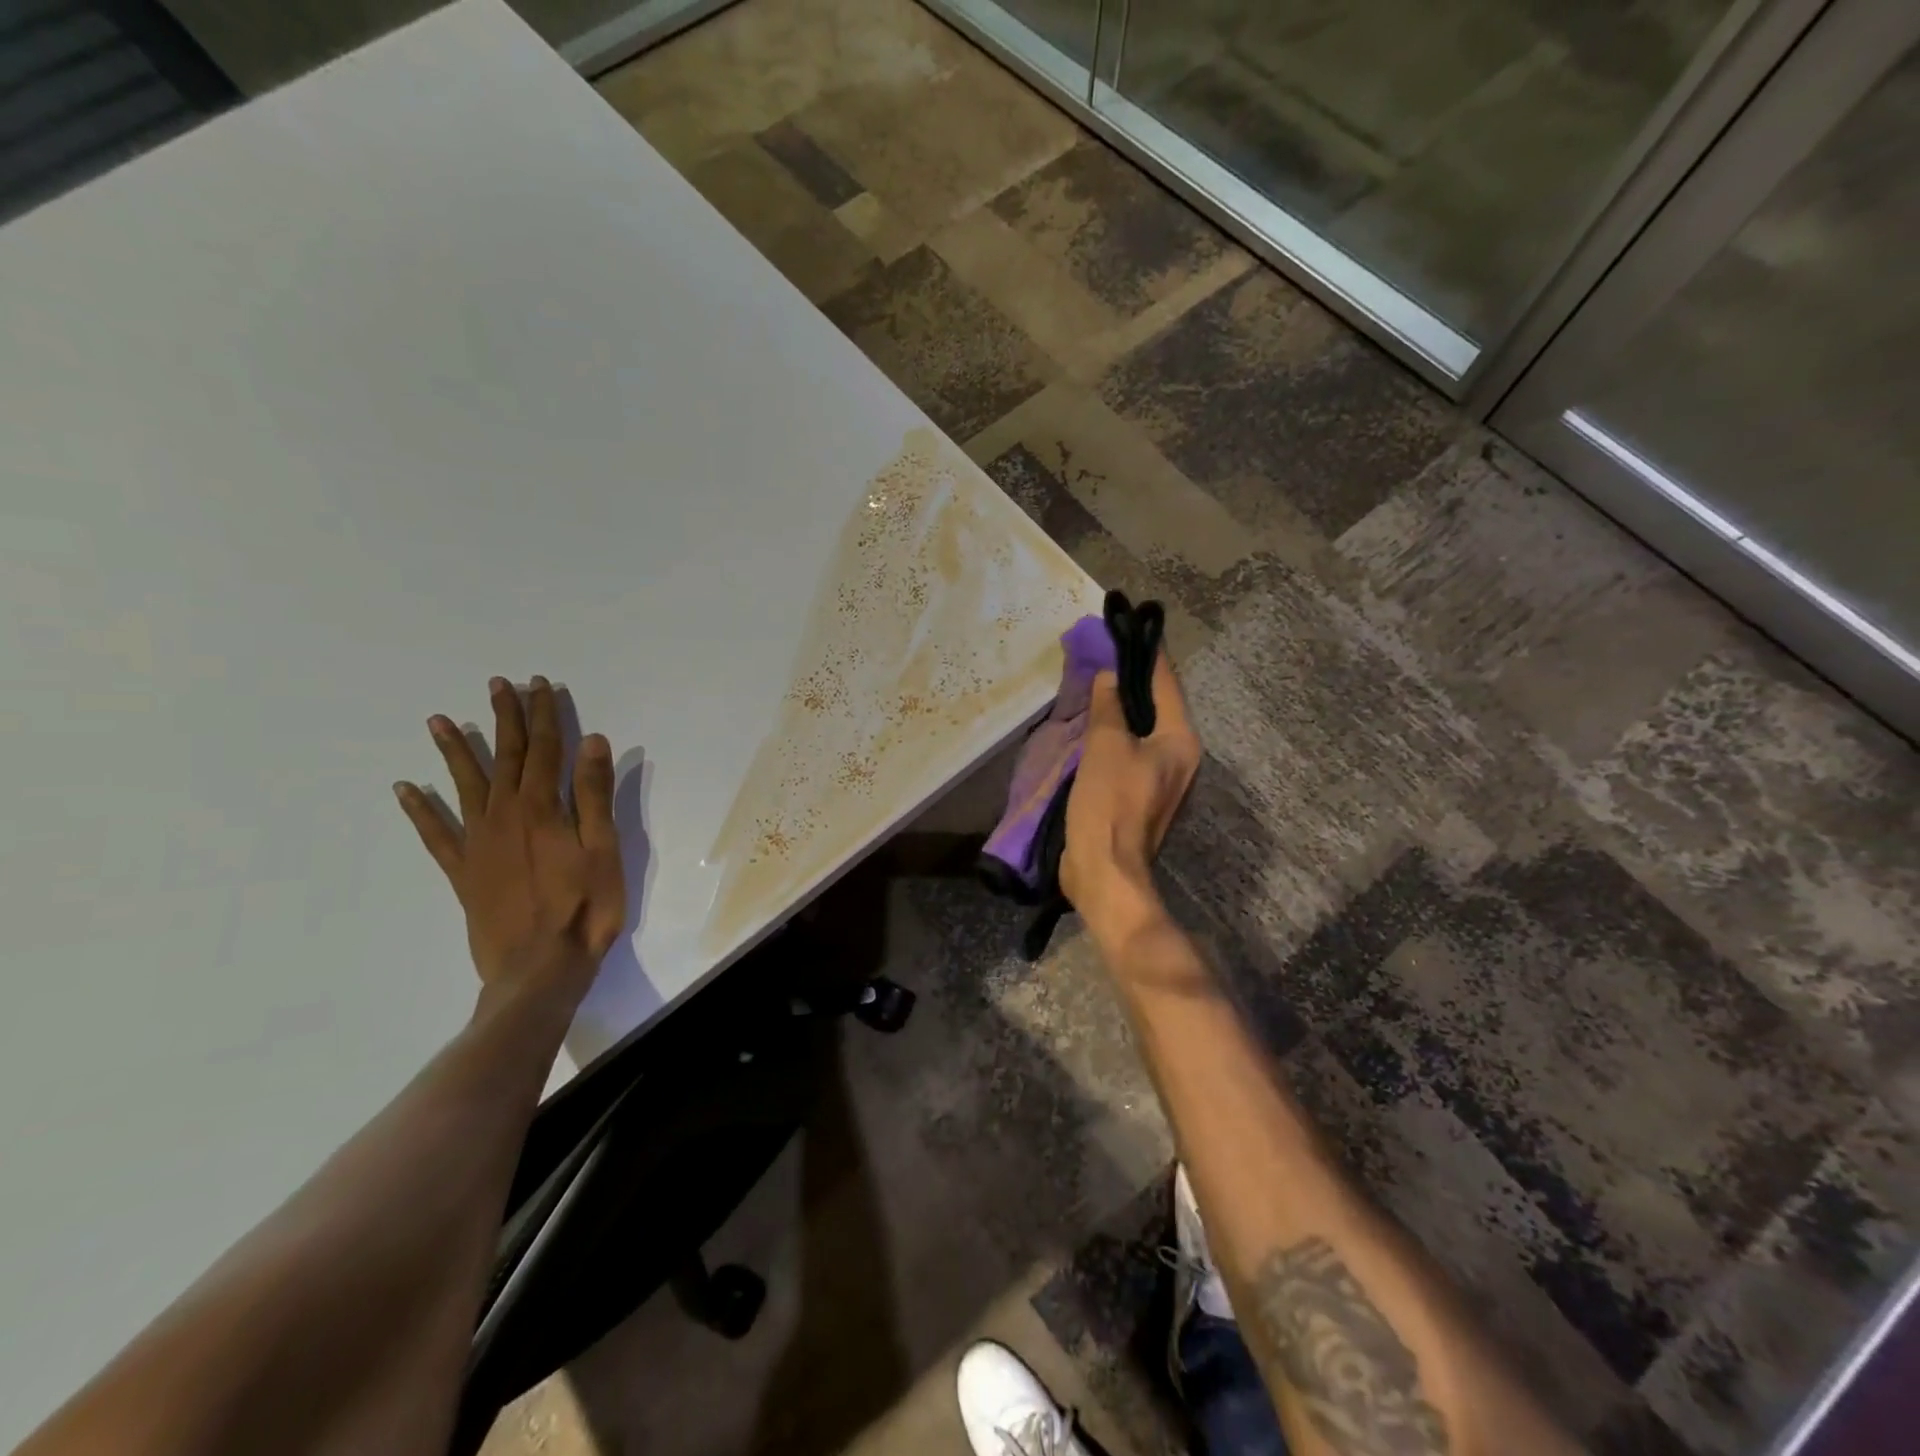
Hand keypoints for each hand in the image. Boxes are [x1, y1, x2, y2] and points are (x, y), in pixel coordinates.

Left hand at [394, 676, 625, 1007]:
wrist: (539, 969)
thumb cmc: (584, 907)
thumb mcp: (604, 849)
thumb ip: (594, 794)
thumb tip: (592, 741)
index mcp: (542, 808)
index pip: (546, 749)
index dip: (545, 715)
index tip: (540, 685)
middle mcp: (504, 815)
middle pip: (507, 757)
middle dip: (505, 719)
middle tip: (498, 685)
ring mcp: (478, 843)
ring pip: (465, 785)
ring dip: (455, 751)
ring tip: (439, 721)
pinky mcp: (463, 871)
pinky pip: (436, 833)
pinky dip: (420, 810)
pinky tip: (407, 789)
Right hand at [1061, 654, 1201, 938]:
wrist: (1105, 871)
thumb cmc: (1110, 804)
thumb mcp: (1106, 747)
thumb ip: (1109, 707)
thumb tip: (1109, 676)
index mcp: (1181, 741)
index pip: (1166, 684)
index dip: (1148, 654)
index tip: (1133, 625)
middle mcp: (1181, 757)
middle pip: (1157, 707)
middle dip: (1133, 680)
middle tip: (1105, 652)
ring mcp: (1162, 779)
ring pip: (1143, 731)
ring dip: (1122, 708)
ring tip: (1097, 682)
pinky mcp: (1141, 796)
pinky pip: (1130, 752)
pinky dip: (1115, 735)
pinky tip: (1093, 725)